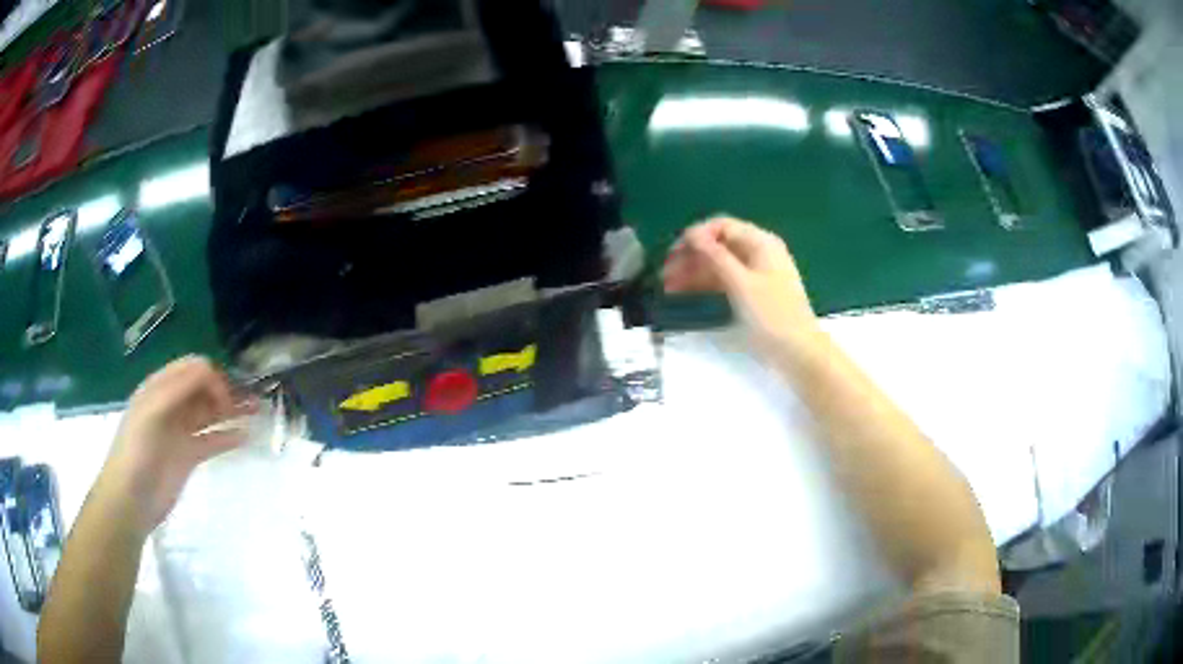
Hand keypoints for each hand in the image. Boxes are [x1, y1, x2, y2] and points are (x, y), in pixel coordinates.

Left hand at [99, 357, 254, 532]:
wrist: (131, 499)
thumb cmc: (138, 451)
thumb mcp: (153, 413)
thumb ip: (179, 389)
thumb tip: (211, 370)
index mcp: (160, 388)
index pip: (192, 369)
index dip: (211, 376)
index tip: (226, 397)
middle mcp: (172, 405)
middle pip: (203, 389)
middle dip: (228, 390)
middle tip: (254, 400)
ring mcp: (180, 431)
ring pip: (210, 413)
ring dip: (232, 410)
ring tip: (257, 412)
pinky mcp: (188, 456)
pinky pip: (211, 440)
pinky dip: (228, 436)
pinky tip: (246, 437)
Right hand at [663, 215, 818, 352]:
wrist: (799, 352)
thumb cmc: (772, 315)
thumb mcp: (741, 284)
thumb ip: (716, 256)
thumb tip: (692, 233)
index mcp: (760, 242)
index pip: (721, 226)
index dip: (695, 236)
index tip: (672, 253)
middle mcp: (758, 252)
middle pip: (718, 245)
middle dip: (691, 256)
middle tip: (665, 274)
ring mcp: (756, 273)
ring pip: (719, 264)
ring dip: (694, 271)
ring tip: (668, 288)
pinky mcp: (752, 293)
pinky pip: (724, 280)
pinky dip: (706, 284)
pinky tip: (686, 293)